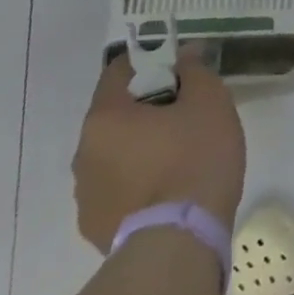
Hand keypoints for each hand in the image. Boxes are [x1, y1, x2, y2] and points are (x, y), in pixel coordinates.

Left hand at [72, 51, 246, 253]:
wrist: (180, 240)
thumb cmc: (195, 156)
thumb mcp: (209, 100)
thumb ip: (195, 70)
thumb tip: (185, 54)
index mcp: (105, 117)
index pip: (117, 72)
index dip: (148, 63)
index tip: (177, 69)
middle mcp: (84, 153)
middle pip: (116, 115)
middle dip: (147, 109)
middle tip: (186, 113)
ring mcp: (85, 195)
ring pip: (115, 154)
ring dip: (140, 148)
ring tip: (180, 156)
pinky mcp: (94, 228)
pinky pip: (117, 189)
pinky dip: (138, 182)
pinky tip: (169, 189)